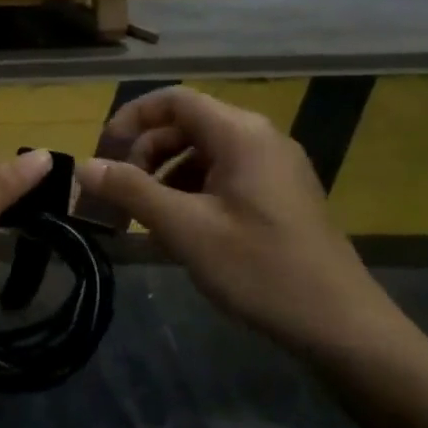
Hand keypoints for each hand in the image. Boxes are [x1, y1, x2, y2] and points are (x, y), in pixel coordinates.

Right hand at [74, 87, 407, 358]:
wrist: (342, 326)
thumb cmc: (260, 269)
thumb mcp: (185, 229)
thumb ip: (132, 191)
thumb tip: (84, 167)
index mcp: (241, 133)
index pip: (174, 100)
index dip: (131, 119)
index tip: (103, 153)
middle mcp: (260, 138)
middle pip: (187, 125)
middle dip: (146, 153)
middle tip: (119, 193)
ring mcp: (275, 167)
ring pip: (204, 153)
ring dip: (166, 176)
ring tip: (145, 218)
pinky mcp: (281, 195)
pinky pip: (224, 176)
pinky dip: (192, 192)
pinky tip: (180, 231)